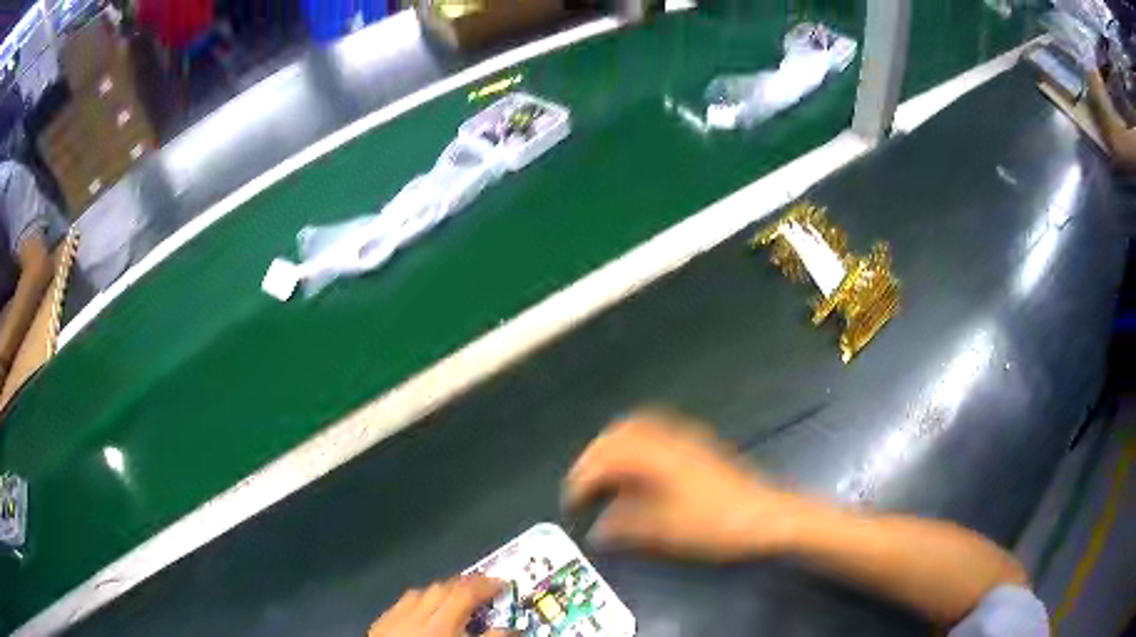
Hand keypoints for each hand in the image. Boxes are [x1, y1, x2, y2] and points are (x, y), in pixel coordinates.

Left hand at [368, 575, 508, 636]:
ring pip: (419, 593)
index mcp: (440, 625)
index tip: (501, 583)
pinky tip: (422, 611)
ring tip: (455, 598)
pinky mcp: (379, 625)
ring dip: (440, 592)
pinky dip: (416, 602)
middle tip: (482, 589)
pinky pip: (400, 604)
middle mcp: (415, 615)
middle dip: (464, 585)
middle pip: (442, 588)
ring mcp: (394, 618)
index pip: (466, 593)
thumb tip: (507, 629)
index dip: (486, 585)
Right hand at [564, 410, 812, 560]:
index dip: (582, 480)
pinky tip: (642, 474)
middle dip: (596, 457)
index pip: (605, 458)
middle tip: (585, 485)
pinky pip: (658, 435)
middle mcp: (668, 438)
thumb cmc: (713, 524)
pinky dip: (639, 449)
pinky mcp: (701, 447)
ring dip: (617, 449)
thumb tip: (597, 530)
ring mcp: (687, 439)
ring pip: (640, 429)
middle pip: (620, 432)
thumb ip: (624, 526)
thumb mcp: (663, 530)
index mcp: (655, 456)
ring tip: (608, 478)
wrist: (766, 516)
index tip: (572, 503)